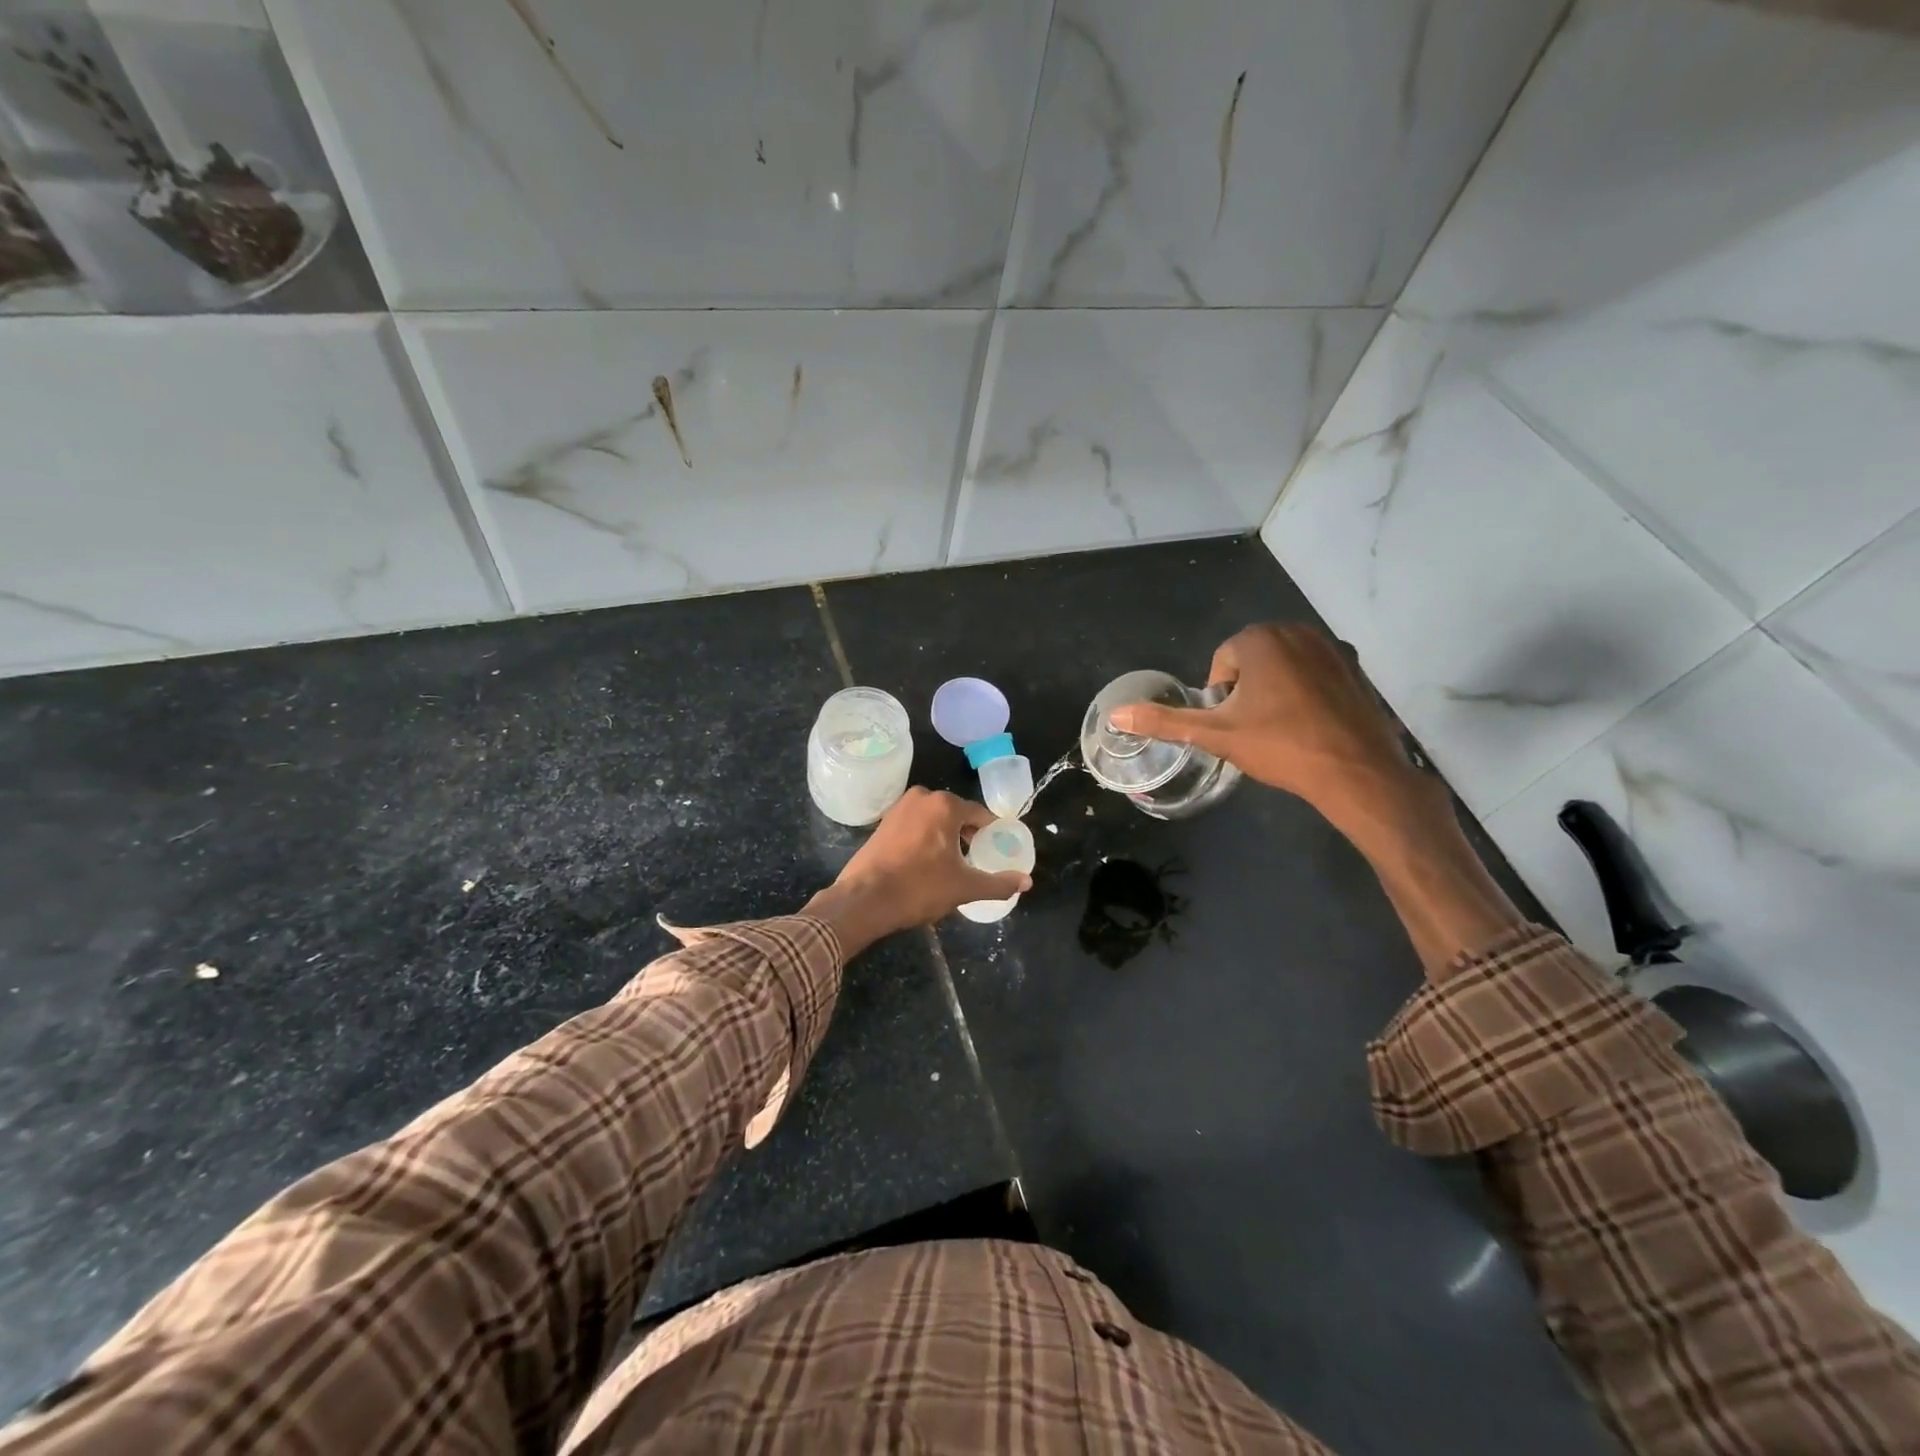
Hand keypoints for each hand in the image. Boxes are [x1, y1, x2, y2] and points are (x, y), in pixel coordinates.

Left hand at [803, 788, 1032, 954]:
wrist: (864, 899)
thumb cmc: (919, 887)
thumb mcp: (964, 887)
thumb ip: (998, 883)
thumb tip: (1027, 882)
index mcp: (945, 805)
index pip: (980, 815)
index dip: (992, 834)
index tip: (996, 852)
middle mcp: (922, 797)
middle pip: (957, 815)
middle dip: (968, 836)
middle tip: (976, 861)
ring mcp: (899, 808)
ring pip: (934, 820)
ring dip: (946, 838)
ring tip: (952, 865)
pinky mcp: (883, 822)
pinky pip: (915, 826)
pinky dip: (925, 839)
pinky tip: (926, 863)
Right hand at [1109, 624, 1439, 838]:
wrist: (1355, 772)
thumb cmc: (1280, 746)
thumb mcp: (1215, 735)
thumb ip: (1165, 722)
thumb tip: (1115, 714)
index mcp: (1260, 640)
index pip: (1222, 660)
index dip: (1219, 695)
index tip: (1231, 724)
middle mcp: (1297, 631)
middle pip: (1253, 659)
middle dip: (1247, 689)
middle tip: (1253, 728)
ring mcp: (1332, 647)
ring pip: (1284, 665)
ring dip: (1275, 689)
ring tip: (1280, 728)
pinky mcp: (1356, 667)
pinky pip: (1315, 673)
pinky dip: (1306, 692)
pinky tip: (1311, 725)